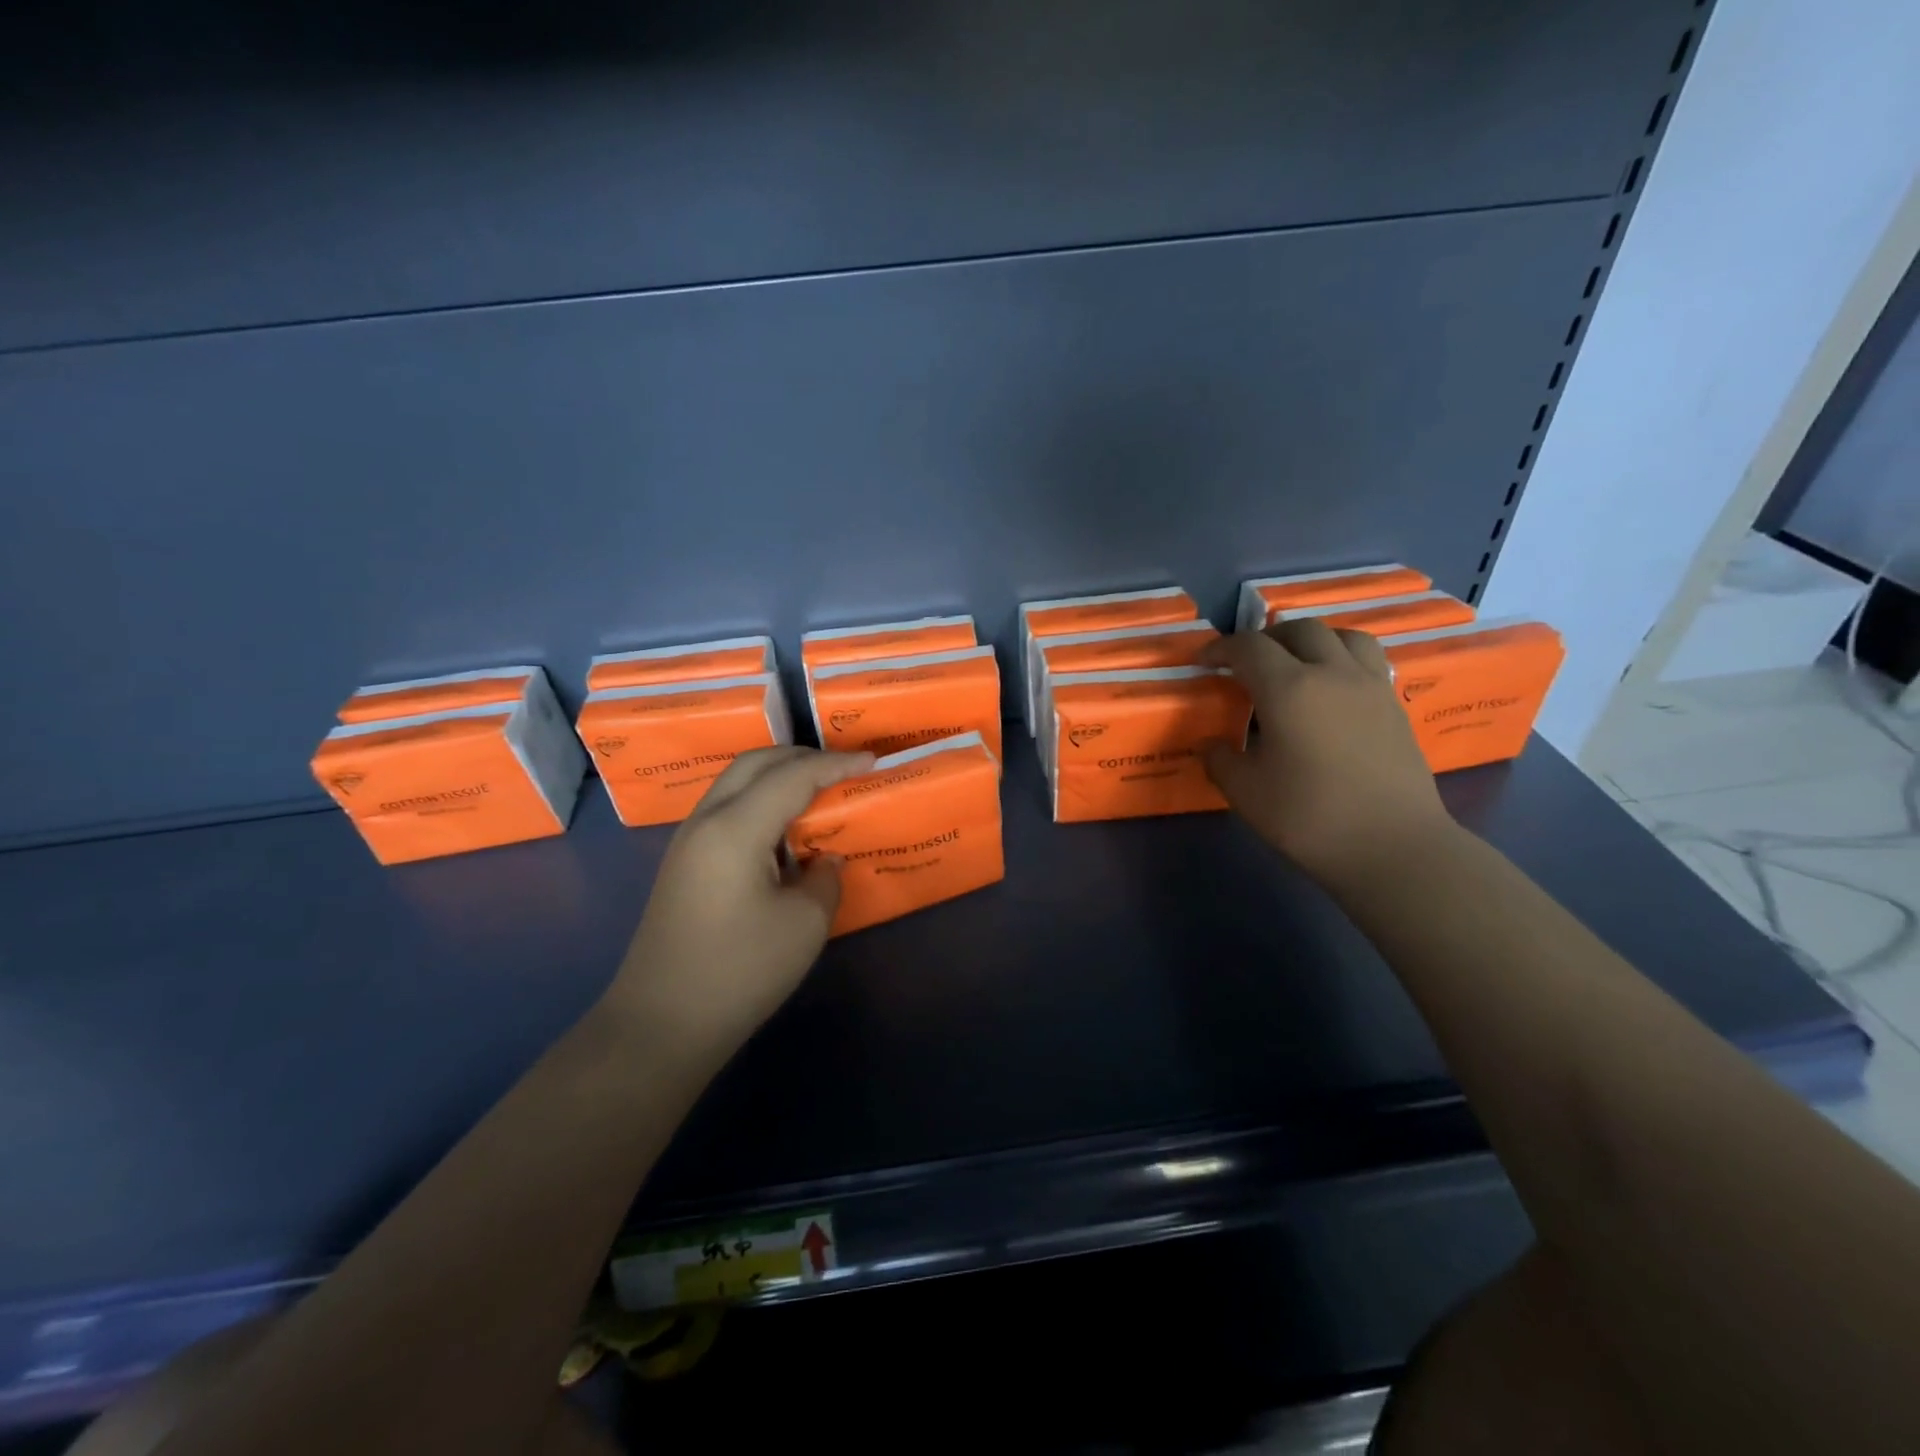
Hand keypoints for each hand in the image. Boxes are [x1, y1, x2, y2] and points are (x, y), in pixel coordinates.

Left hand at [610, 747, 873, 1057]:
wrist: (661, 1024)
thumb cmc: (739, 972)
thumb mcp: (804, 925)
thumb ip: (825, 879)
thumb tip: (824, 859)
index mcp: (736, 828)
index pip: (793, 776)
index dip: (835, 764)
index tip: (872, 761)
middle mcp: (706, 821)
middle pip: (755, 764)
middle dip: (802, 757)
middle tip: (843, 767)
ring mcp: (688, 841)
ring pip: (736, 783)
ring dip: (777, 776)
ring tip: (817, 790)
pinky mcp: (683, 864)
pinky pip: (726, 808)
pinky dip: (760, 800)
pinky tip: (783, 829)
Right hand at [1201, 621, 1456, 887]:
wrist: (1393, 847)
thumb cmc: (1310, 818)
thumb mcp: (1245, 793)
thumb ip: (1221, 760)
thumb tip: (1213, 744)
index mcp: (1289, 689)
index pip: (1249, 647)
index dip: (1220, 648)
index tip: (1203, 662)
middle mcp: (1332, 673)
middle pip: (1298, 630)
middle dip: (1266, 639)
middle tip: (1247, 664)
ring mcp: (1370, 686)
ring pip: (1342, 636)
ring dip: (1311, 640)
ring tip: (1296, 664)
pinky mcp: (1394, 705)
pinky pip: (1366, 660)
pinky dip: (1341, 659)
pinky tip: (1331, 691)